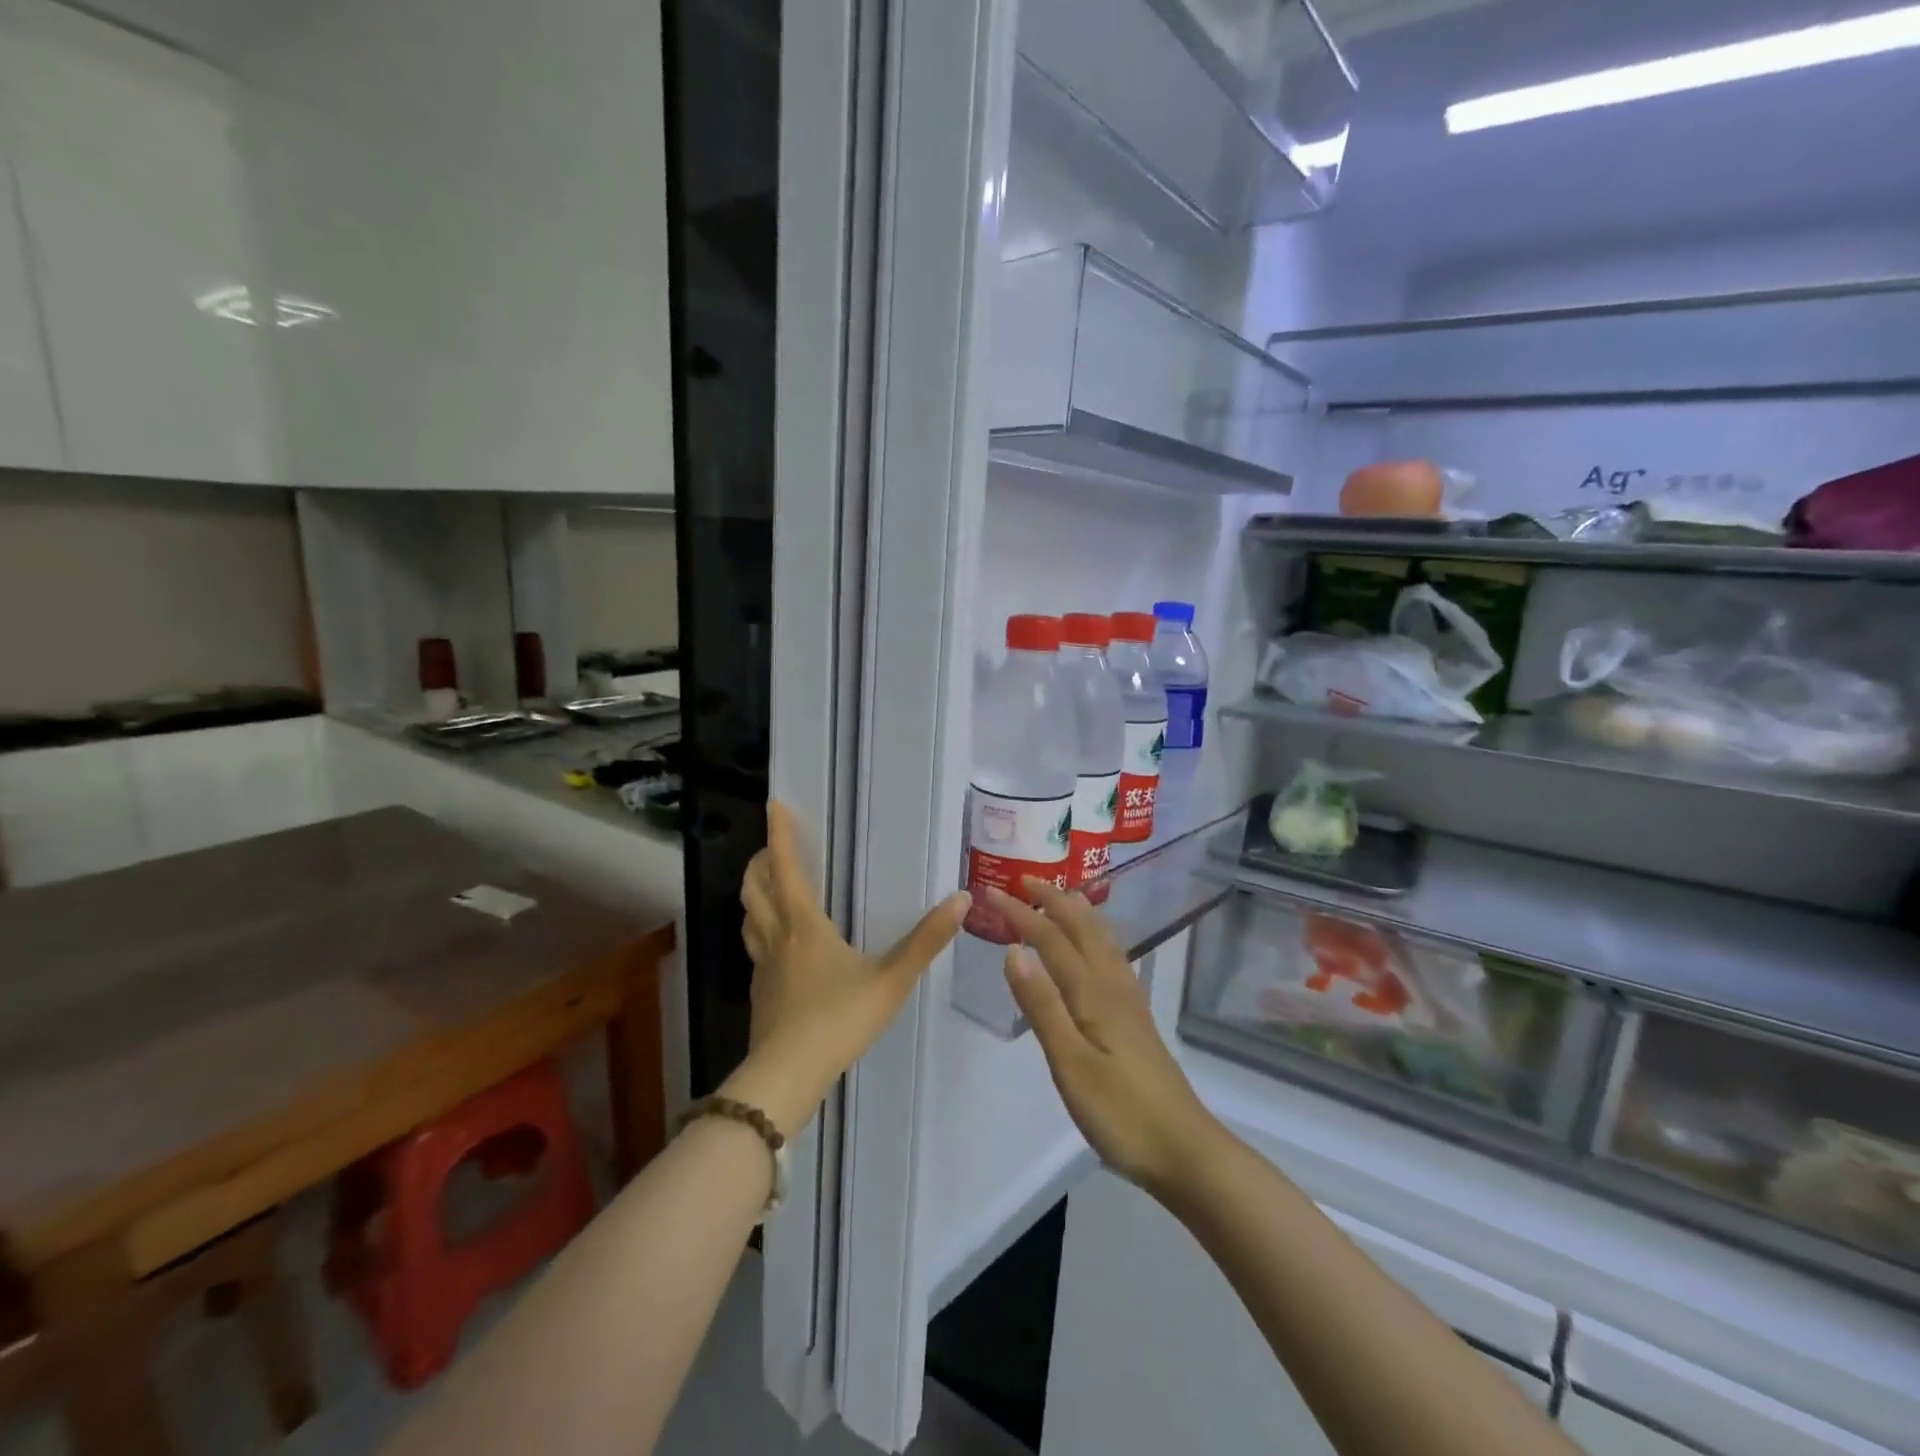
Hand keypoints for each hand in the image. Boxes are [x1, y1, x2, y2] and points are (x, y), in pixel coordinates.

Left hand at [727, 801, 969, 1133]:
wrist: (787, 1076)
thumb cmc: (839, 1019)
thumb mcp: (890, 979)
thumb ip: (926, 941)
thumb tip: (961, 899)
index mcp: (804, 925)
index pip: (786, 868)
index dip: (779, 835)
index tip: (774, 805)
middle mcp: (777, 937)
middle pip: (756, 888)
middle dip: (760, 861)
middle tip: (771, 847)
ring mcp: (763, 966)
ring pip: (749, 917)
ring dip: (754, 893)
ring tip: (767, 886)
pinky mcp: (759, 992)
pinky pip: (754, 946)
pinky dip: (759, 929)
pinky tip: (776, 944)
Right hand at [988, 879, 1220, 1194]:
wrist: (1184, 1150)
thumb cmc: (1120, 1112)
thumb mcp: (1070, 1063)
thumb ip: (1042, 1005)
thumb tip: (1014, 950)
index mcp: (1093, 993)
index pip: (1051, 939)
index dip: (1021, 914)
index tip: (992, 892)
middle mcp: (1113, 986)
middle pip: (1082, 928)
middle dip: (1053, 900)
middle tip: (1025, 880)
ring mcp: (1129, 1001)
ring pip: (1102, 939)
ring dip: (1078, 912)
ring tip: (1062, 896)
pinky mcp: (1136, 1019)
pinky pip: (1112, 957)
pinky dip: (1096, 936)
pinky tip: (1096, 947)